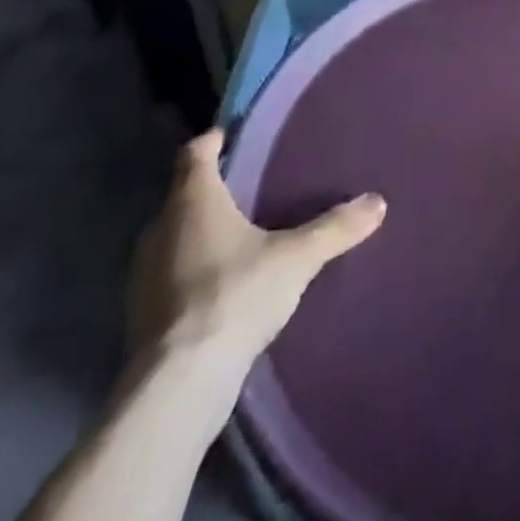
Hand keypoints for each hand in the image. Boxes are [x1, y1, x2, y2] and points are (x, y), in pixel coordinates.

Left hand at [127, 129, 385, 373]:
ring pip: (173, 237)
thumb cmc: (235, 295)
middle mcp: (160, 229)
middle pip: (183, 195)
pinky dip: (190, 271)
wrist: (179, 385)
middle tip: (246, 187)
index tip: (228, 135)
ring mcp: (143, 275)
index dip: (211, 141)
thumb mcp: (297, 257)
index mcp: (192, 201)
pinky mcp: (141, 316)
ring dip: (198, 233)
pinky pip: (169, 276)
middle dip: (210, 189)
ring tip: (237, 236)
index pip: (194, 153)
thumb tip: (378, 202)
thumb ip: (336, 228)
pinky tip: (220, 286)